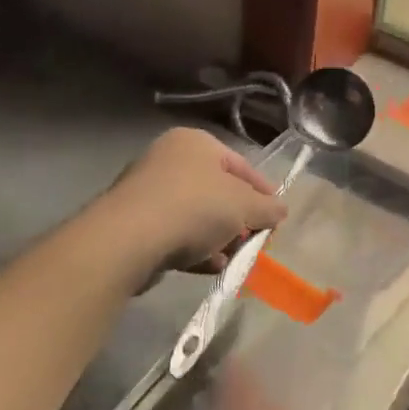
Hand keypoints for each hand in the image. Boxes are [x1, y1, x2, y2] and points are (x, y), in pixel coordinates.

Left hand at [109, 128, 286, 273]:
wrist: (127, 240)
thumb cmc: (194, 208)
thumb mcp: (244, 206)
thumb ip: (267, 208)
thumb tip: (280, 210)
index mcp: (195, 142)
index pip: (240, 164)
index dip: (262, 191)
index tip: (276, 216)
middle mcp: (168, 159)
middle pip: (216, 190)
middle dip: (238, 219)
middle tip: (253, 240)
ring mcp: (146, 191)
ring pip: (194, 214)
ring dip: (217, 237)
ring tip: (233, 258)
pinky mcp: (132, 223)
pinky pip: (173, 233)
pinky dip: (194, 248)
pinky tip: (209, 267)